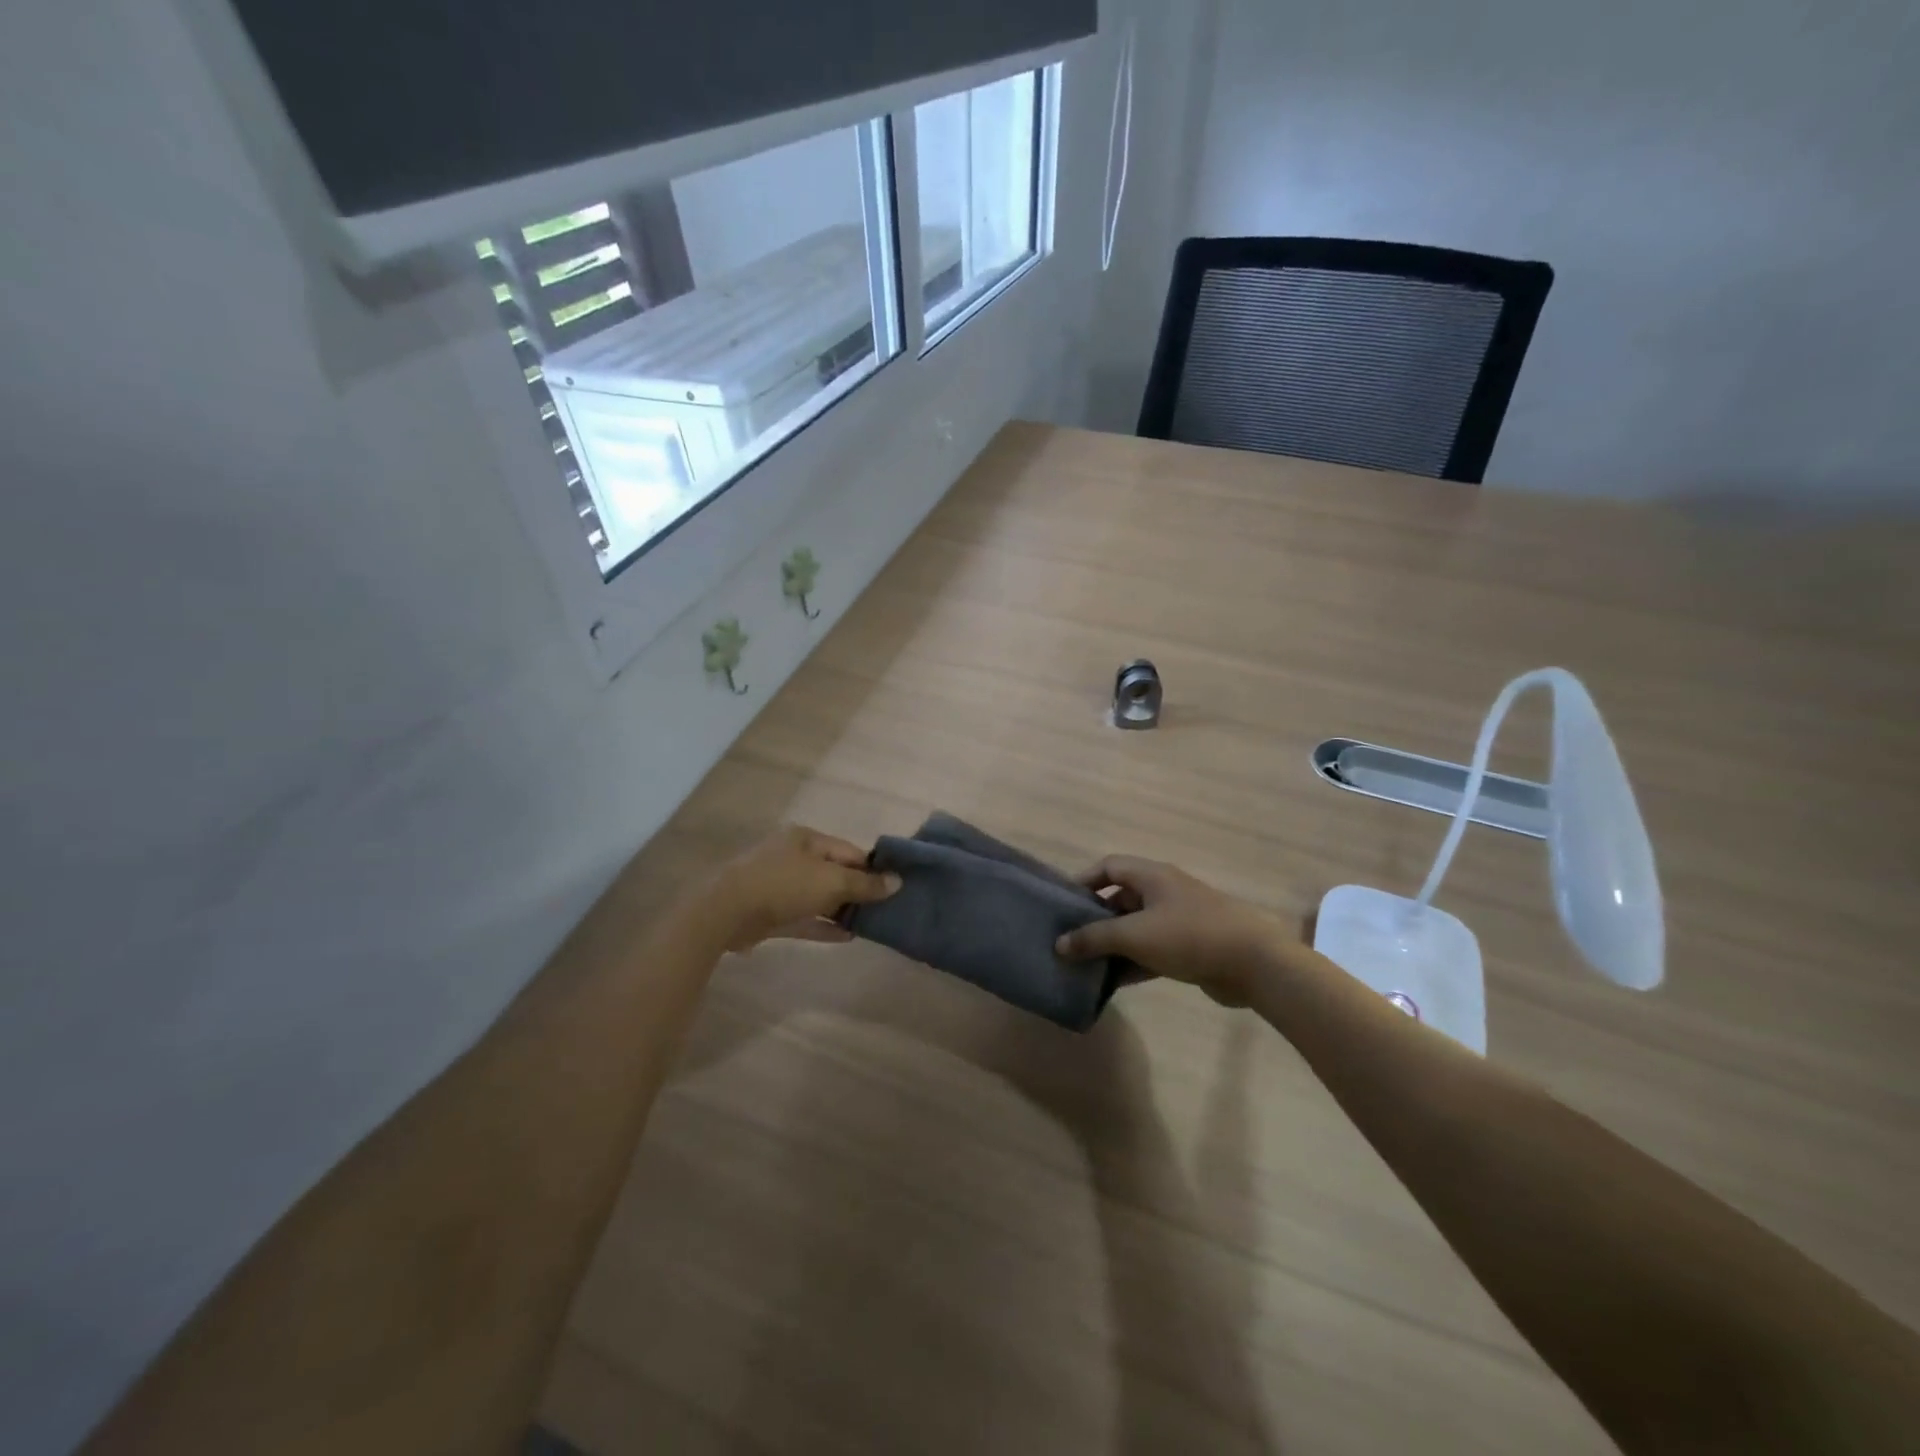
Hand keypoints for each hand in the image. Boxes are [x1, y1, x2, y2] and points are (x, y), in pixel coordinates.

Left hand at [704, 825, 899, 952]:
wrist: (726, 912)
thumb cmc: (783, 884)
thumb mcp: (831, 880)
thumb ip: (864, 883)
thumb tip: (898, 882)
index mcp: (806, 839)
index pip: (849, 851)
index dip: (872, 868)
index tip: (894, 887)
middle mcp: (792, 857)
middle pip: (833, 872)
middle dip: (857, 890)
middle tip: (885, 909)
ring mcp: (779, 885)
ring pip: (818, 896)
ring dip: (841, 910)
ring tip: (870, 924)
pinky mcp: (770, 913)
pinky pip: (804, 918)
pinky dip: (823, 925)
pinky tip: (847, 937)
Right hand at [1054, 856, 1296, 1005]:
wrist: (1254, 964)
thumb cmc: (1189, 936)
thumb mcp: (1134, 934)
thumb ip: (1094, 938)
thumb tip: (1059, 944)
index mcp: (1152, 876)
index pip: (1109, 866)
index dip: (1084, 880)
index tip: (1063, 904)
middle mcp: (1164, 892)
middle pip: (1120, 898)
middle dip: (1095, 918)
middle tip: (1070, 940)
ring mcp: (1178, 920)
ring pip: (1135, 928)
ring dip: (1113, 944)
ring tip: (1085, 965)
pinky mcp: (1189, 948)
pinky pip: (1151, 950)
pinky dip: (1132, 962)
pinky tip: (1112, 983)